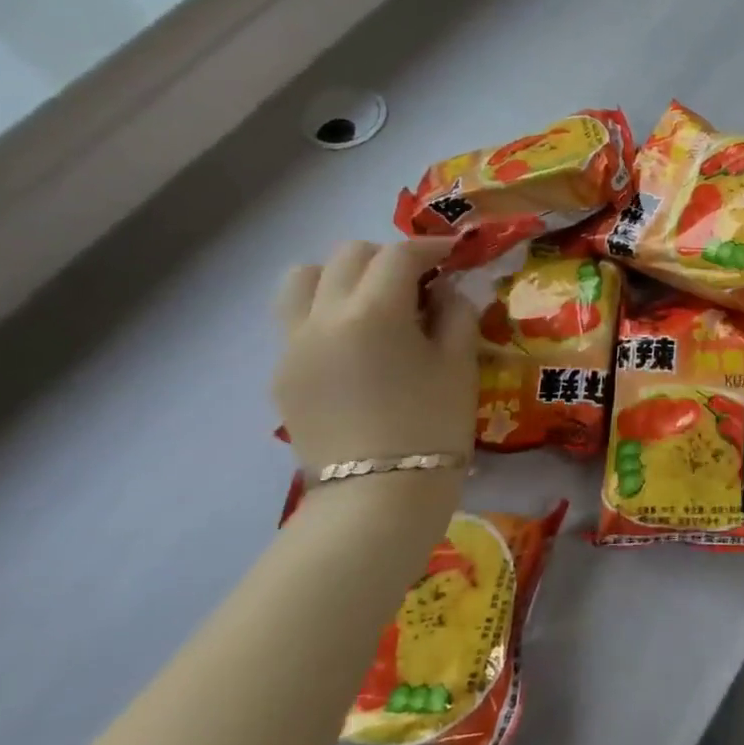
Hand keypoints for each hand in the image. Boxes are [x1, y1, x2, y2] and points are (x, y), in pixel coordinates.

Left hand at [272, 239, 479, 475]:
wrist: (378, 497)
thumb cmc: (433, 427)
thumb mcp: (460, 365)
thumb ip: (456, 314)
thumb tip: (445, 292)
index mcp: (373, 312)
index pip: (399, 255)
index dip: (431, 247)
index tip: (454, 254)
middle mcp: (323, 317)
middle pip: (348, 255)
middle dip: (387, 258)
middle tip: (419, 283)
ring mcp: (293, 345)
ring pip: (303, 279)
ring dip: (342, 276)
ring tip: (374, 303)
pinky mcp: (283, 374)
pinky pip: (296, 320)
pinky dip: (326, 312)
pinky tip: (357, 345)